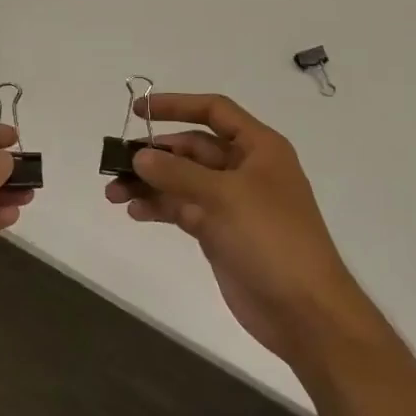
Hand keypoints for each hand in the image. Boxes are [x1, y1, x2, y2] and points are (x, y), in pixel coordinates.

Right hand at [105, 93, 366, 364]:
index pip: (214, 111)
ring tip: (112, 192)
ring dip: (150, 183)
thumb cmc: (271, 239)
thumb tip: (140, 156)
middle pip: (192, 148)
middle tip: (115, 162)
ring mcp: (232, 203)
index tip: (138, 109)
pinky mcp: (219, 232)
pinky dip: (159, 208)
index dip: (176, 105)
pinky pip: (183, 209)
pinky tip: (134, 212)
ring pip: (183, 181)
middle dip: (154, 154)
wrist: (303, 311)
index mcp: (259, 148)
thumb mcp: (224, 196)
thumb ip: (178, 173)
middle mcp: (245, 169)